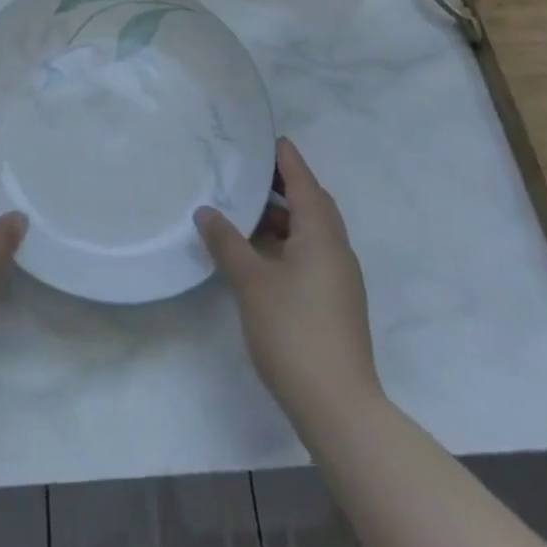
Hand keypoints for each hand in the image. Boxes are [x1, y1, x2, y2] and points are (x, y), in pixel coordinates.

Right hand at [196, 137, 379, 420]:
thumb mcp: (251, 282)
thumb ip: (227, 242)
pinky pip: (312, 254)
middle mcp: (336, 249)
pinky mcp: (336, 303)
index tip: (268, 138)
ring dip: (284, 218)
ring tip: (246, 213)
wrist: (339, 408)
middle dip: (284, 185)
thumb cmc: (294, 332)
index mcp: (321, 235)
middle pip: (312, 204)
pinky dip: (288, 242)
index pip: (303, 181)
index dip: (286, 158)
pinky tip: (261, 255)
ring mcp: (340, 279)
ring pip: (312, 232)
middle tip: (250, 173)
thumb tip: (206, 211)